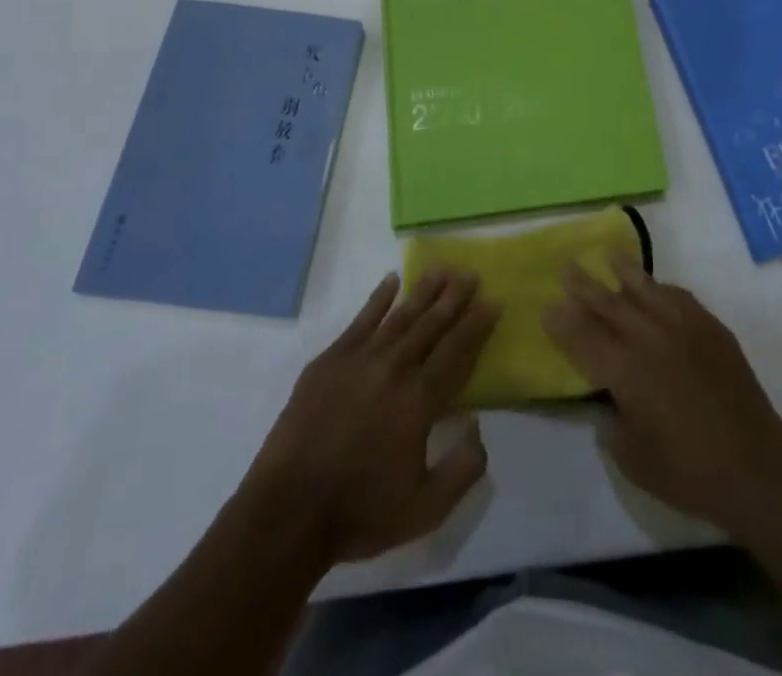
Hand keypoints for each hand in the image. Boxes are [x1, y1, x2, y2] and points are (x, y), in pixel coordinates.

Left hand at [246, 269, 499, 563]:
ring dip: (423, 291)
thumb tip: (478, 428)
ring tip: (441, 269)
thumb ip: (463, 469)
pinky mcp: (329, 361)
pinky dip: (378, 299)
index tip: (494, 299)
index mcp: (419, 400)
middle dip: (454, 297)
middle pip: (431, 324)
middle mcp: (394, 369)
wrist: (287, 513)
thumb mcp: (425, 509)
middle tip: (471, 273)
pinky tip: (391, 280)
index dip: (477, 324)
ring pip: (400, 316)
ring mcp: (359, 360)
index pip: (456, 351)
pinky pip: (361, 320)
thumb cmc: (360, 512)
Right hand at [543, 254, 781, 533]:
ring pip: (645, 289)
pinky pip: (679, 297)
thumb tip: (609, 398)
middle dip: (585, 285)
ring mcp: (683, 327)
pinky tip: (655, 286)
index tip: (548, 305)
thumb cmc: (688, 472)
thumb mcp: (633, 459)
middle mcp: (649, 338)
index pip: (584, 338)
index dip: (563, 321)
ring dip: (624, 271)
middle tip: (567, 266)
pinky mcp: (710, 328)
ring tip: (610, 254)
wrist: (755, 465)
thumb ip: (612, 423)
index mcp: (625, 371)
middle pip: (609, 304)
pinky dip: (661, 288)